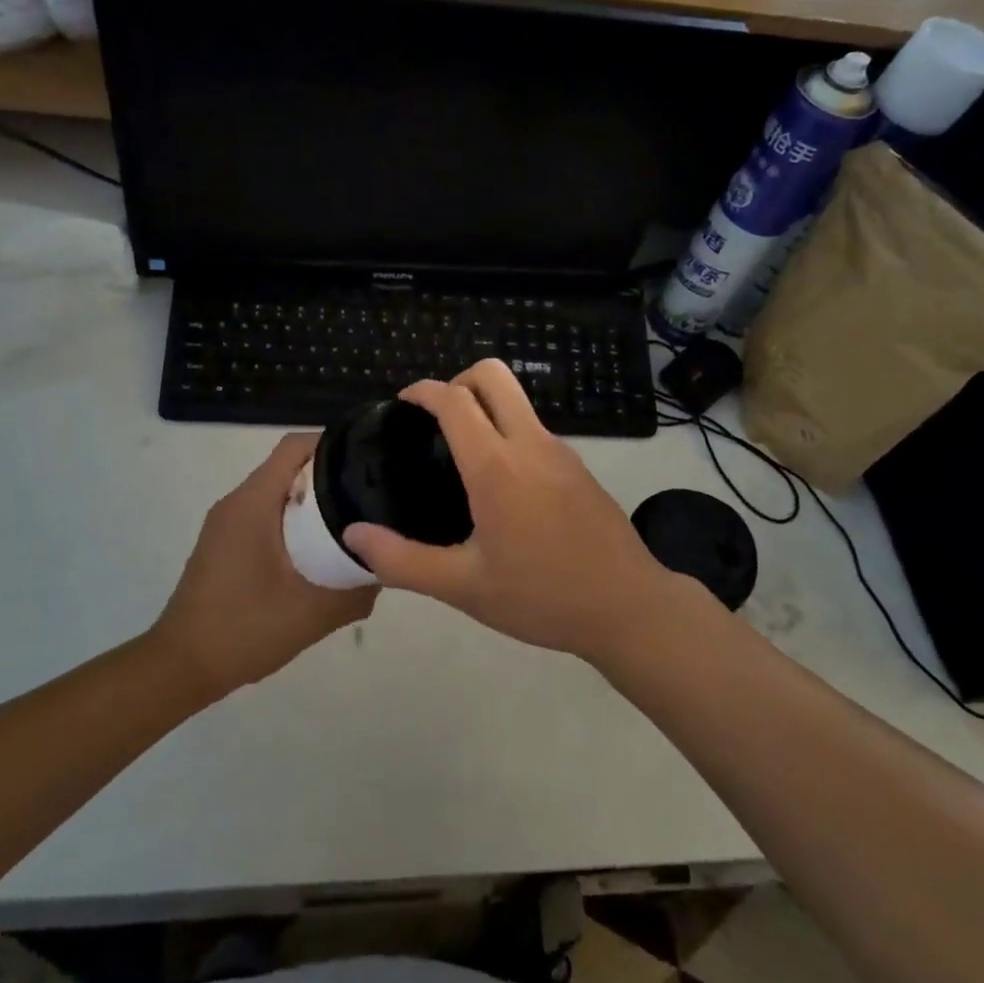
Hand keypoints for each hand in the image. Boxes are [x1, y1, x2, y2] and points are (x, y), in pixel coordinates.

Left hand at [151, 433, 375, 696]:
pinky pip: (265, 515)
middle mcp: (236, 502)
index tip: (368, 463)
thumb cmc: (244, 629)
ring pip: (277, 493)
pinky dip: (294, 523)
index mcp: (253, 503)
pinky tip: (318, 553)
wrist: (181, 667)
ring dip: (313, 503)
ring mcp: (226, 523)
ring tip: (352, 524)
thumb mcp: (312, 613)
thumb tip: (384, 569)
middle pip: (289, 467)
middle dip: (330, 477)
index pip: (295, 446)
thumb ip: (355, 591)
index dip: (334, 445)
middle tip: (369, 498)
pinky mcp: (224, 544)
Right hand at [344, 360, 673, 661]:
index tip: (403, 403)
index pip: (455, 400)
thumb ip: (403, 561)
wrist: (629, 607)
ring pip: (517, 400)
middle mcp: (530, 444)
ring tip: (459, 456)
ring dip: (484, 407)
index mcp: (497, 467)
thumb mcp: (464, 588)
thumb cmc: (543, 597)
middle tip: (435, 421)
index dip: (424, 391)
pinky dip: (507, 431)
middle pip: (492, 375)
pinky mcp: (578, 466)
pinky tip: (499, 484)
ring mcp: (560, 451)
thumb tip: (354, 535)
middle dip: (457, 381)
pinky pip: (533, 428)